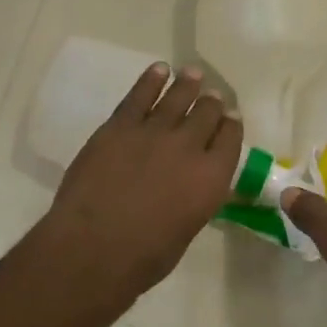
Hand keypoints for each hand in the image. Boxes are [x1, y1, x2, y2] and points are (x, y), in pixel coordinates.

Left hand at [39, 63, 242, 307]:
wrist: (95, 247)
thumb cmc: (144, 257)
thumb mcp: (186, 229)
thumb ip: (194, 199)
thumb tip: (191, 187)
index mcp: (212, 179)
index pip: (230, 140)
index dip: (231, 126)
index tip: (230, 118)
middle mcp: (189, 147)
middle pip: (207, 114)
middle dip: (212, 103)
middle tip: (213, 96)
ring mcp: (153, 132)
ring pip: (177, 98)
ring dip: (187, 84)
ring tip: (192, 74)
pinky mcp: (119, 126)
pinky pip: (139, 96)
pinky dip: (151, 80)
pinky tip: (158, 70)